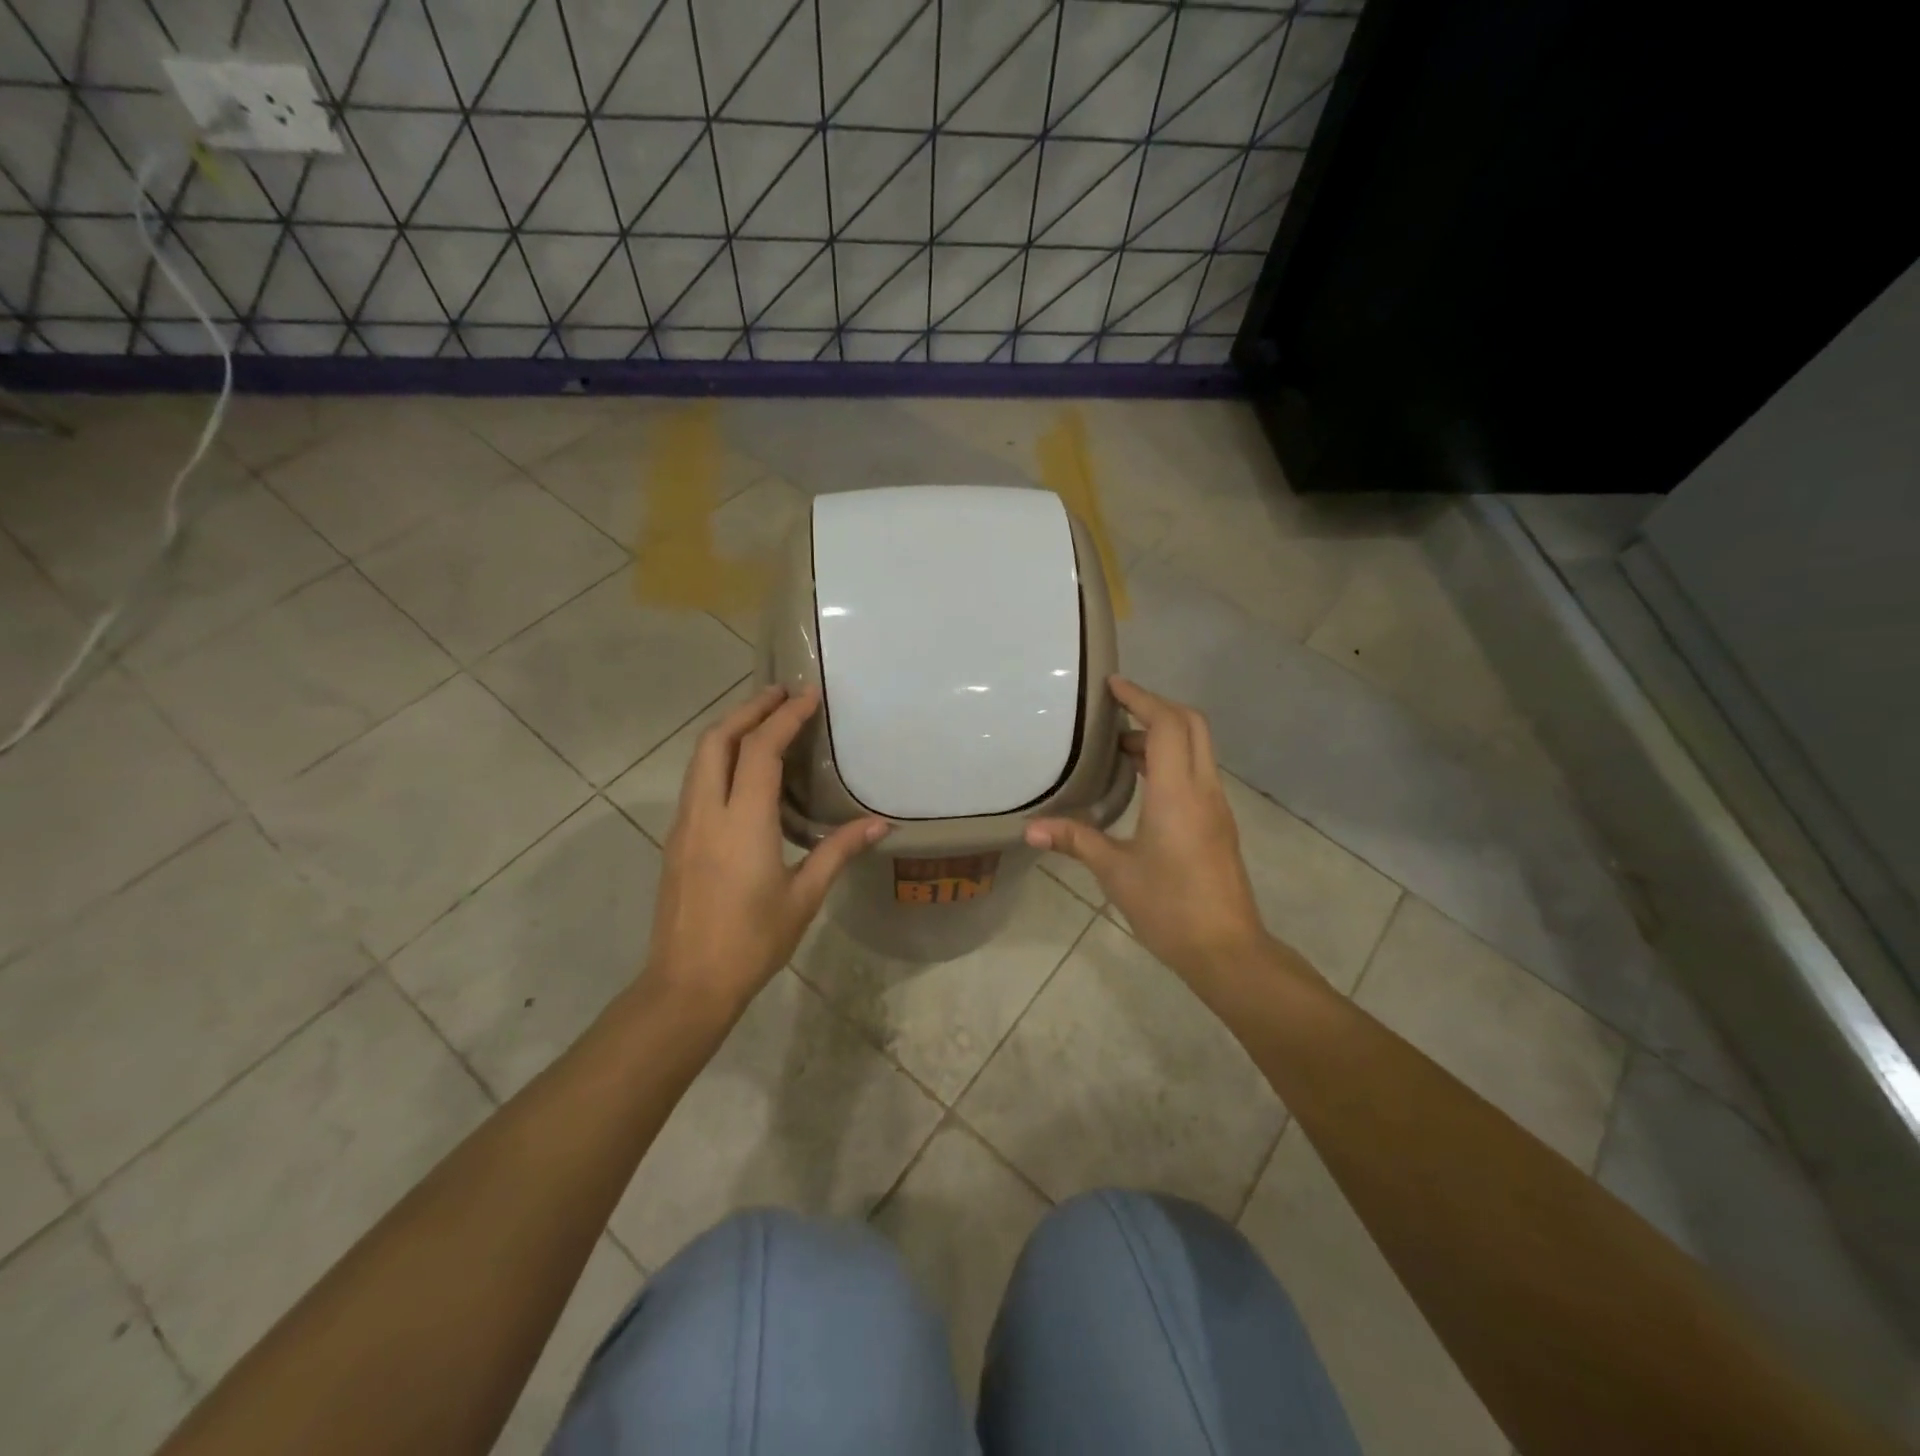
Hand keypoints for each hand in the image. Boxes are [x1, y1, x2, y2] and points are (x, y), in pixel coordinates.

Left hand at [645, 685, 887, 1018]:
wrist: (687, 984)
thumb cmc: (752, 941)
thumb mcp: (804, 897)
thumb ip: (838, 851)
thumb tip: (880, 824)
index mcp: (742, 822)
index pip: (761, 750)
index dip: (785, 717)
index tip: (808, 696)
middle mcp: (707, 812)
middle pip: (717, 739)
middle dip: (748, 709)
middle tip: (780, 695)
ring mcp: (685, 825)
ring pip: (699, 758)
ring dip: (729, 730)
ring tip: (762, 720)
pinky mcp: (677, 840)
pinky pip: (695, 780)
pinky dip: (718, 757)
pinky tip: (742, 771)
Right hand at [1026, 677, 1268, 985]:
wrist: (1227, 950)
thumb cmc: (1169, 908)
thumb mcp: (1115, 872)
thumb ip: (1076, 841)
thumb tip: (1031, 829)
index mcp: (1178, 793)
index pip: (1167, 724)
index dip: (1141, 698)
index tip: (1112, 685)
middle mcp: (1203, 789)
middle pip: (1191, 725)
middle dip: (1155, 707)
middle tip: (1116, 709)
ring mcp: (1216, 806)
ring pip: (1197, 748)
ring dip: (1164, 734)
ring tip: (1119, 745)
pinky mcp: (1219, 823)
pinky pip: (1197, 771)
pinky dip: (1172, 758)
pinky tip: (1142, 780)